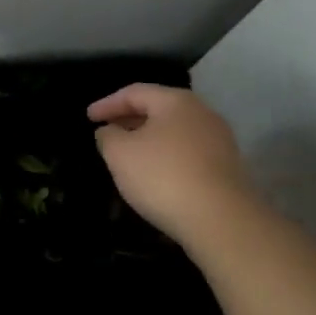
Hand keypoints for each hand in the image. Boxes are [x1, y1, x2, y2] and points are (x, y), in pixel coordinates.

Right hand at [87, 84, 256, 247]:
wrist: (222, 221)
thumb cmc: (163, 176)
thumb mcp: (119, 153)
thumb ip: (108, 136)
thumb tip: (111, 130)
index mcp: (176, 101)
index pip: (134, 92)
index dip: (107, 104)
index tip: (88, 118)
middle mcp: (202, 113)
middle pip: (158, 109)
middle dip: (129, 119)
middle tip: (107, 131)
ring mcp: (219, 140)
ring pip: (174, 131)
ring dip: (149, 139)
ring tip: (128, 154)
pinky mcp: (227, 167)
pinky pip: (188, 152)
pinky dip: (166, 156)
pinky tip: (155, 173)